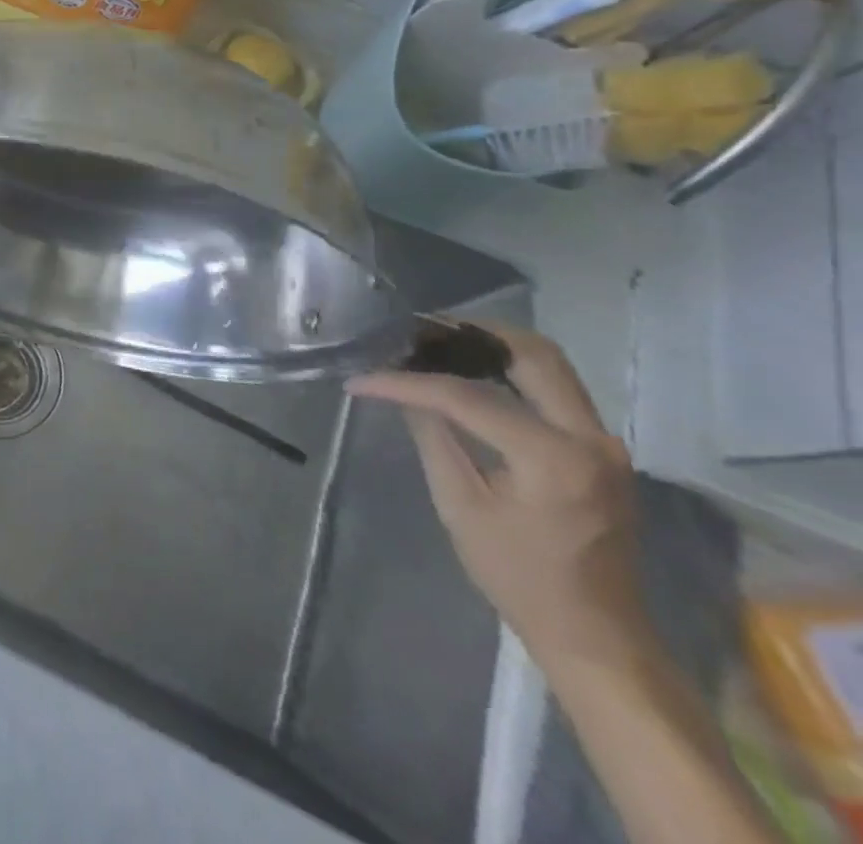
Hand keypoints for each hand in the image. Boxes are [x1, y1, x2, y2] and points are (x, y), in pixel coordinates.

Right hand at [347, 324, 649, 671]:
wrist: (597, 635)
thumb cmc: (519, 577)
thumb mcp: (460, 505)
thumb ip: (433, 436)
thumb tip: (402, 391)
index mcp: (553, 458)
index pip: (466, 396)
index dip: (406, 382)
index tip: (362, 379)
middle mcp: (591, 439)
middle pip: (532, 354)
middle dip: (468, 334)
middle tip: (414, 331)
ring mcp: (604, 442)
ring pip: (549, 364)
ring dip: (491, 346)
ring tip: (435, 345)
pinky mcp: (601, 450)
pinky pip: (554, 389)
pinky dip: (509, 370)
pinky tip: (468, 373)